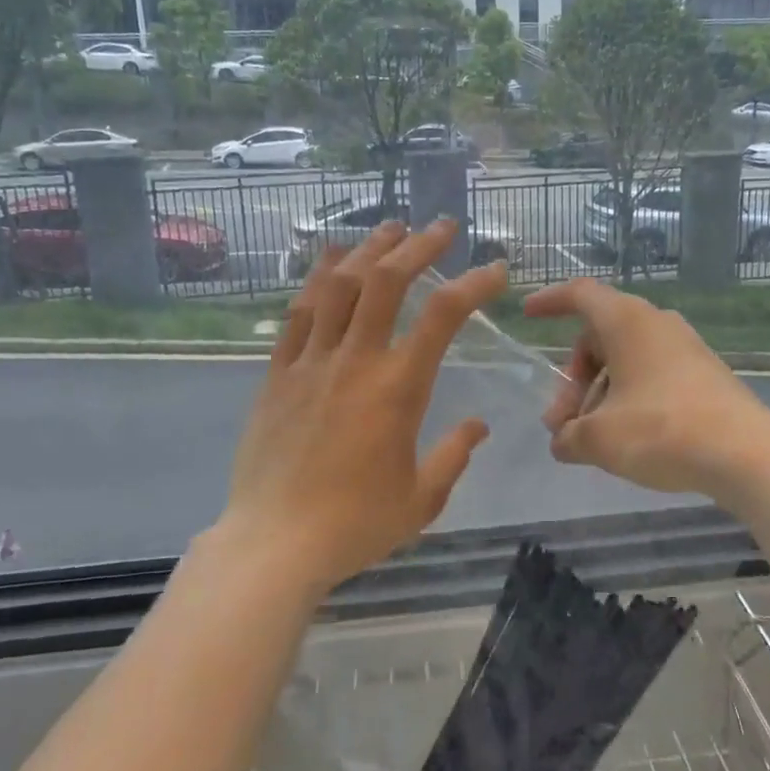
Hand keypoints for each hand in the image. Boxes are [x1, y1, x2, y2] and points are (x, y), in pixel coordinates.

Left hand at [218, 219, 507, 597]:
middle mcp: (355, 360)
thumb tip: (477, 426)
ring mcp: (311, 361)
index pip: (443, 315)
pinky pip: (299, 311)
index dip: (474, 282)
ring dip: (368, 249)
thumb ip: (453, 456)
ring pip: (339, 285)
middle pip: (386, 281)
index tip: (496, 267)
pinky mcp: (278, 372)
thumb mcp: (421, 499)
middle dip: (419, 245)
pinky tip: (331, 257)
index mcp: (398, 388)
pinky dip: (318, 276)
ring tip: (390, 228)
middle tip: (442, 226)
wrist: (273, 544)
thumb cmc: (354, 525)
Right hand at [523, 278, 769, 511]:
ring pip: (626, 358)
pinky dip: (629, 396)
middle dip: (573, 377)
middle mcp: (656, 323)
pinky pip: (652, 373)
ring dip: (599, 392)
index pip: (580, 294)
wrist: (747, 454)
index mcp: (627, 321)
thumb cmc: (661, 430)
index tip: (528, 314)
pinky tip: (626, 436)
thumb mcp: (600, 438)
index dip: (550, 301)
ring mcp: (684, 347)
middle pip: (599, 336)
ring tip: (590, 438)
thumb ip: (569, 436)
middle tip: (561, 422)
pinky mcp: (704, 373)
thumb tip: (562, 441)